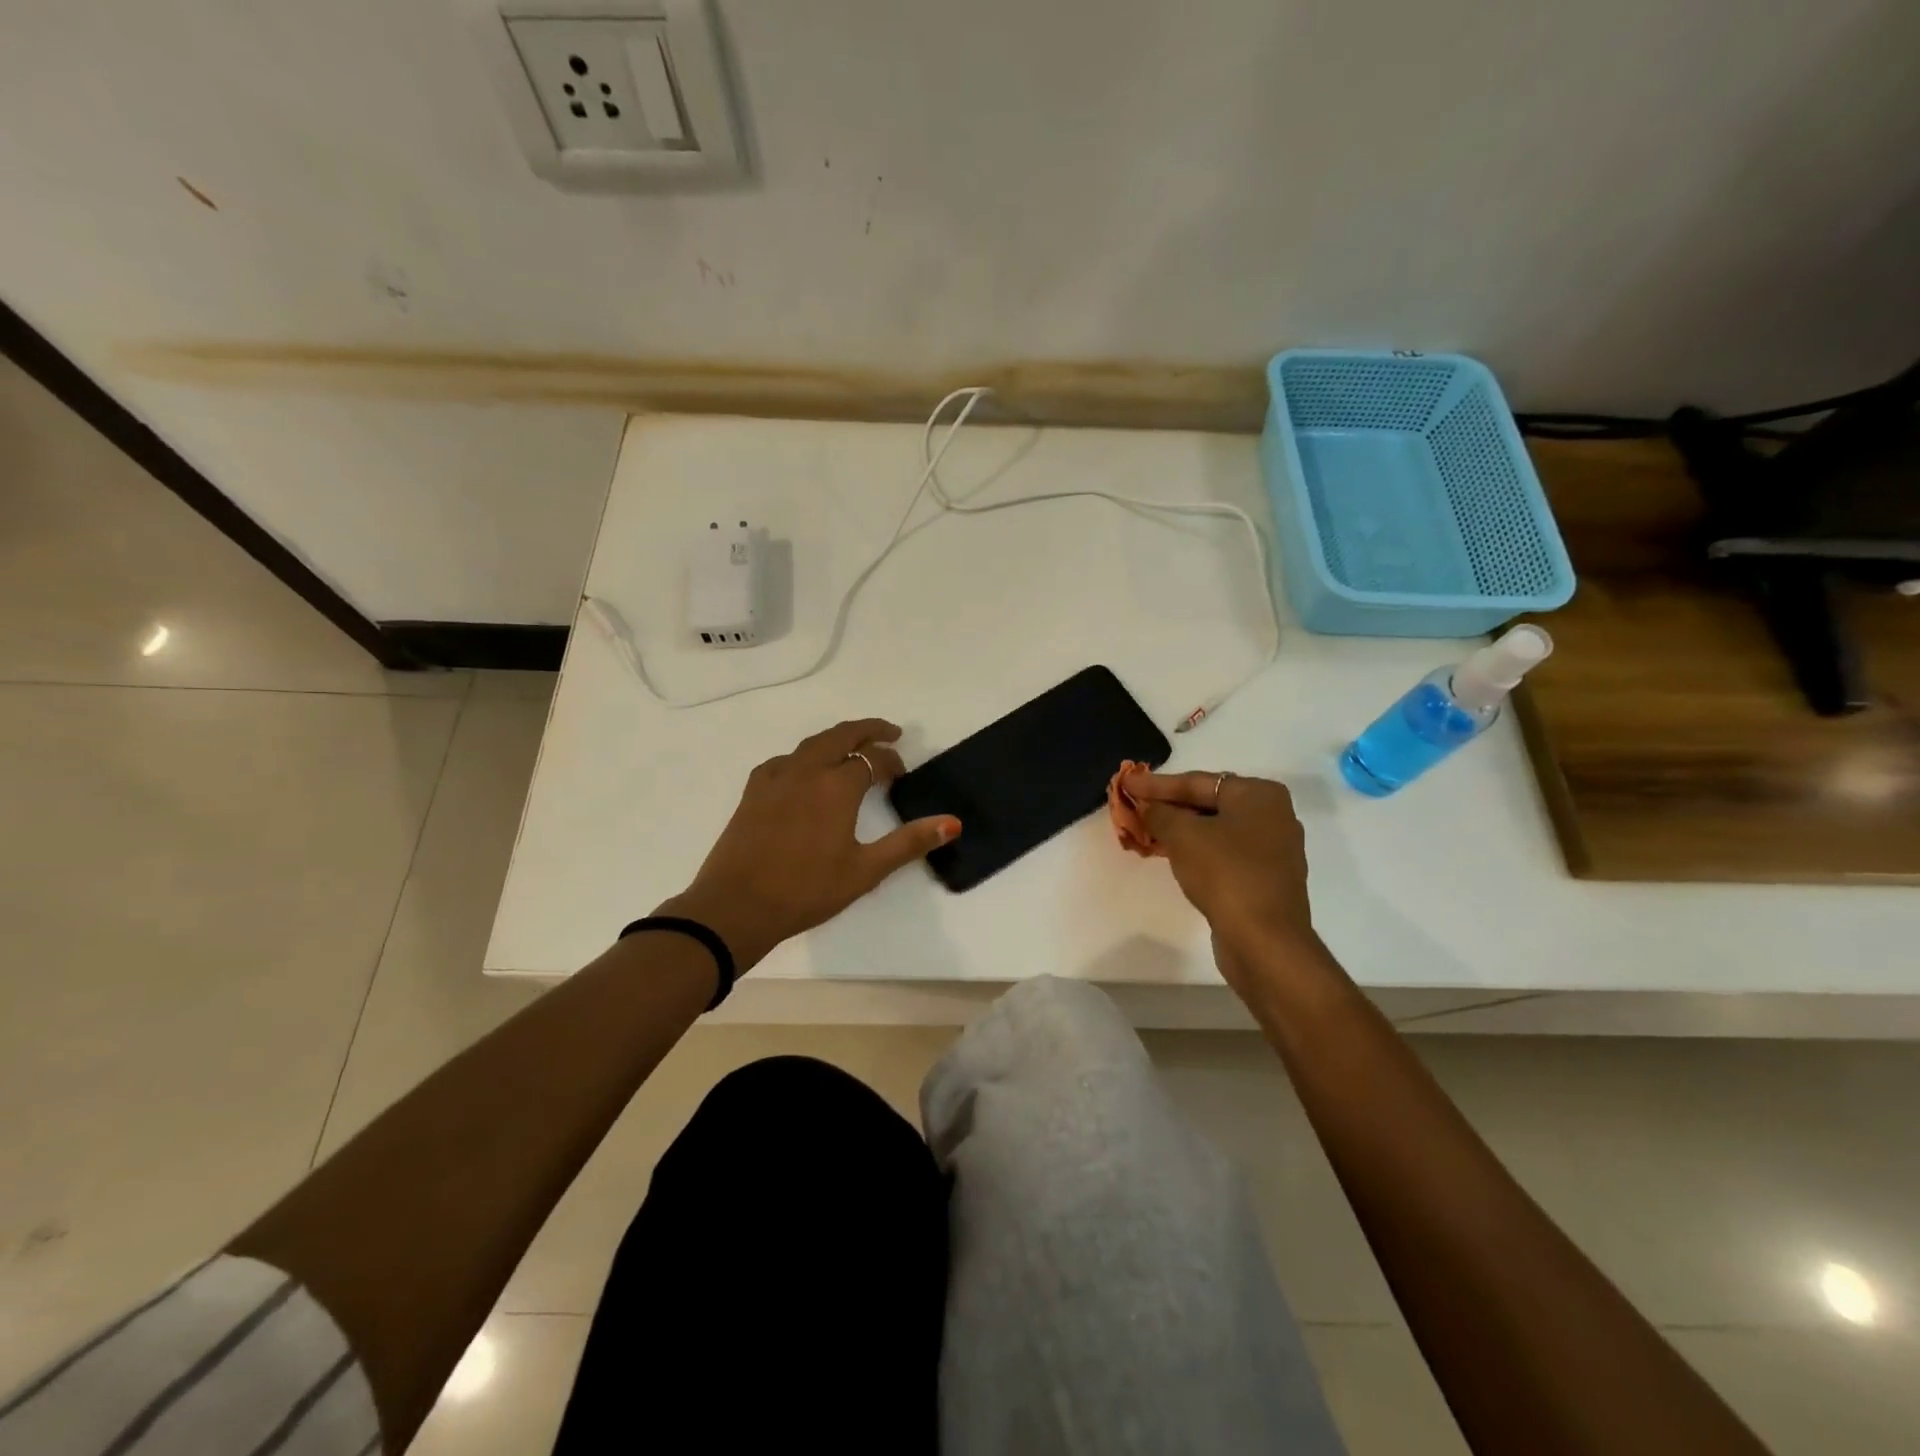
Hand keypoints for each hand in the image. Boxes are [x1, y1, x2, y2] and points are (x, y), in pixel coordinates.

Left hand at [661, 719, 959, 970]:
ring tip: (853, 748)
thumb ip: (908, 843)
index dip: (892, 761)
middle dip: (869, 730)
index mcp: (836, 786)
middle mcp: (806, 770)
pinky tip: (807, 772)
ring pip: (813, 744)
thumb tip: (952, 823)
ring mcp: (776, 777)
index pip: (873, 759)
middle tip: (890, 733)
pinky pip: (787, 759)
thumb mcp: (865, 871)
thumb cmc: (806, 890)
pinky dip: (807, 756)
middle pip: (842, 735)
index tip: (903, 775)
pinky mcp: (754, 791)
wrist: (736, 906)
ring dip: (838, 739)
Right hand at [1122, 768, 1318, 974]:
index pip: (1197, 782)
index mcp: (1260, 794)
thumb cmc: (1225, 874)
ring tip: (1148, 830)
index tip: (1126, 782)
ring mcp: (1274, 850)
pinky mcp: (1267, 879)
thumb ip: (1160, 813)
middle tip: (1136, 805)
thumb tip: (1149, 807)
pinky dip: (1198, 850)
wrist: (1264, 940)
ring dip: (1181, 830)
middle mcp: (1274, 816)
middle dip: (1170, 806)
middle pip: (1209, 803)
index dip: (1156, 783)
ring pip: (1217, 830)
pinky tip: (1174, 856)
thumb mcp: (1182, 835)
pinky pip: (1225, 853)